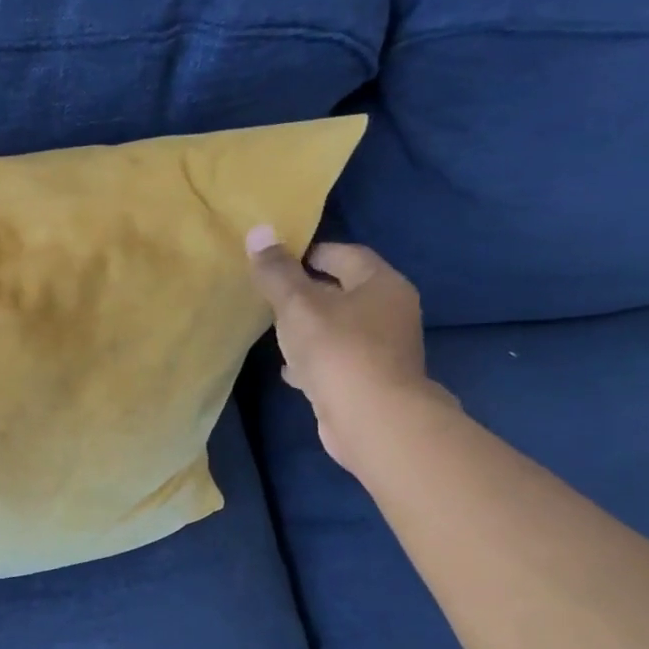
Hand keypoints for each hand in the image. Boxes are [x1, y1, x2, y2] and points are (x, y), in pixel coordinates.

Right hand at [246, 225, 451, 472]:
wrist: (372, 419)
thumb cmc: (337, 350)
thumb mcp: (297, 305)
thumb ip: (276, 272)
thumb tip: (258, 230)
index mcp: (381, 284)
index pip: (345, 254)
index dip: (310, 253)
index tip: (276, 261)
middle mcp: (390, 312)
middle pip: (344, 291)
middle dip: (307, 293)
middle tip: (270, 297)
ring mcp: (384, 349)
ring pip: (339, 328)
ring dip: (309, 329)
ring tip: (275, 333)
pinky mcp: (371, 380)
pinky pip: (338, 359)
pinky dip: (315, 360)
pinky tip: (291, 370)